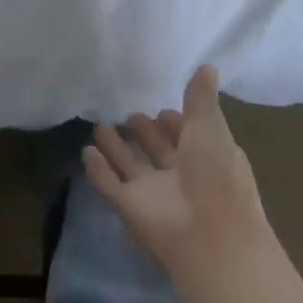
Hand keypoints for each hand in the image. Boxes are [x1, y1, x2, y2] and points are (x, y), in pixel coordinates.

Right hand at [85, 65, 271, 288]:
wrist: (210, 236)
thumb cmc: (216, 174)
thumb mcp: (210, 126)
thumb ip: (201, 98)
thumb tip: (208, 66)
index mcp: (205, 159)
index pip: (187, 137)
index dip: (175, 123)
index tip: (160, 107)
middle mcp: (180, 177)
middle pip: (157, 151)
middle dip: (144, 132)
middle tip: (129, 114)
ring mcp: (154, 195)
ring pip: (131, 166)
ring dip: (116, 148)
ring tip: (98, 125)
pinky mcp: (131, 209)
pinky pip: (110, 185)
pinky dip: (98, 170)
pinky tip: (86, 151)